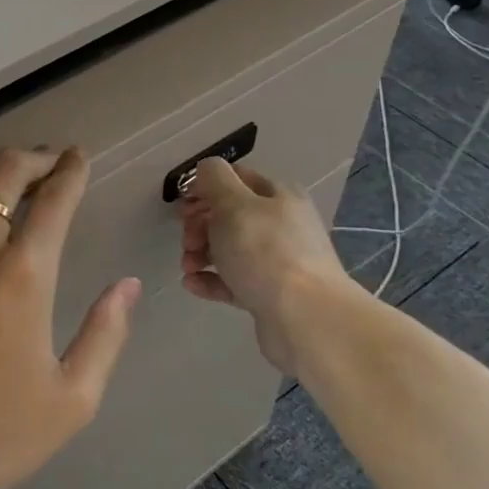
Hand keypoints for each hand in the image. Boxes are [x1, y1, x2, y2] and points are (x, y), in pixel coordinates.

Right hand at [177, 157, 355, 372]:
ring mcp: (277, 261)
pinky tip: (192, 284)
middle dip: (200, 224)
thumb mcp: (234, 204)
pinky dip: (210, 280)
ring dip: (201, 253)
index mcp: (278, 196)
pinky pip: (233, 281)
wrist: (305, 318)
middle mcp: (281, 224)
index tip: (182, 205)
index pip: (236, 178)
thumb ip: (215, 179)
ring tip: (188, 266)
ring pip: (229, 249)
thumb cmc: (265, 252)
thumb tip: (206, 170)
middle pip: (230, 215)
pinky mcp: (269, 294)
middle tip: (186, 240)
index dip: (205, 187)